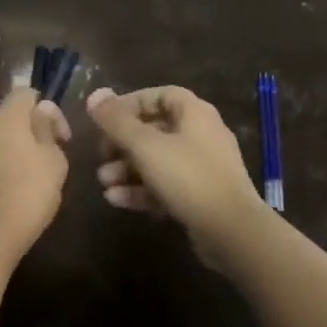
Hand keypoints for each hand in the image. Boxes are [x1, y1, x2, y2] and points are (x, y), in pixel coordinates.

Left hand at [0, 88, 71, 267]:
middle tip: (53, 159)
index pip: (26, 93)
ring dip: (18, 148)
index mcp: (5, 117)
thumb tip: (41, 112)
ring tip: (36, 178)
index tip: (62, 137)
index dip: (48, 108)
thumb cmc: (26, 194)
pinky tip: (16, 190)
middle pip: (11, 115)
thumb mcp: (53, 161)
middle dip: (33, 131)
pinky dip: (3, 164)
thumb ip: (48, 130)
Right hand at [87, 85, 268, 264]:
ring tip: (104, 182)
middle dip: (122, 143)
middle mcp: (201, 135)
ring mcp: (202, 167)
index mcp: (194, 113)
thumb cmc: (188, 177)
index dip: (130, 103)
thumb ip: (117, 121)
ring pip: (157, 160)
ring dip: (127, 169)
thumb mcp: (146, 146)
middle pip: (154, 129)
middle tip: (100, 155)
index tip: (105, 118)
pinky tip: (116, 200)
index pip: (159, 95)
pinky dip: (142, 189)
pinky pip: (166, 185)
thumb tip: (94, 94)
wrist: (232, 231)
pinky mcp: (200, 196)